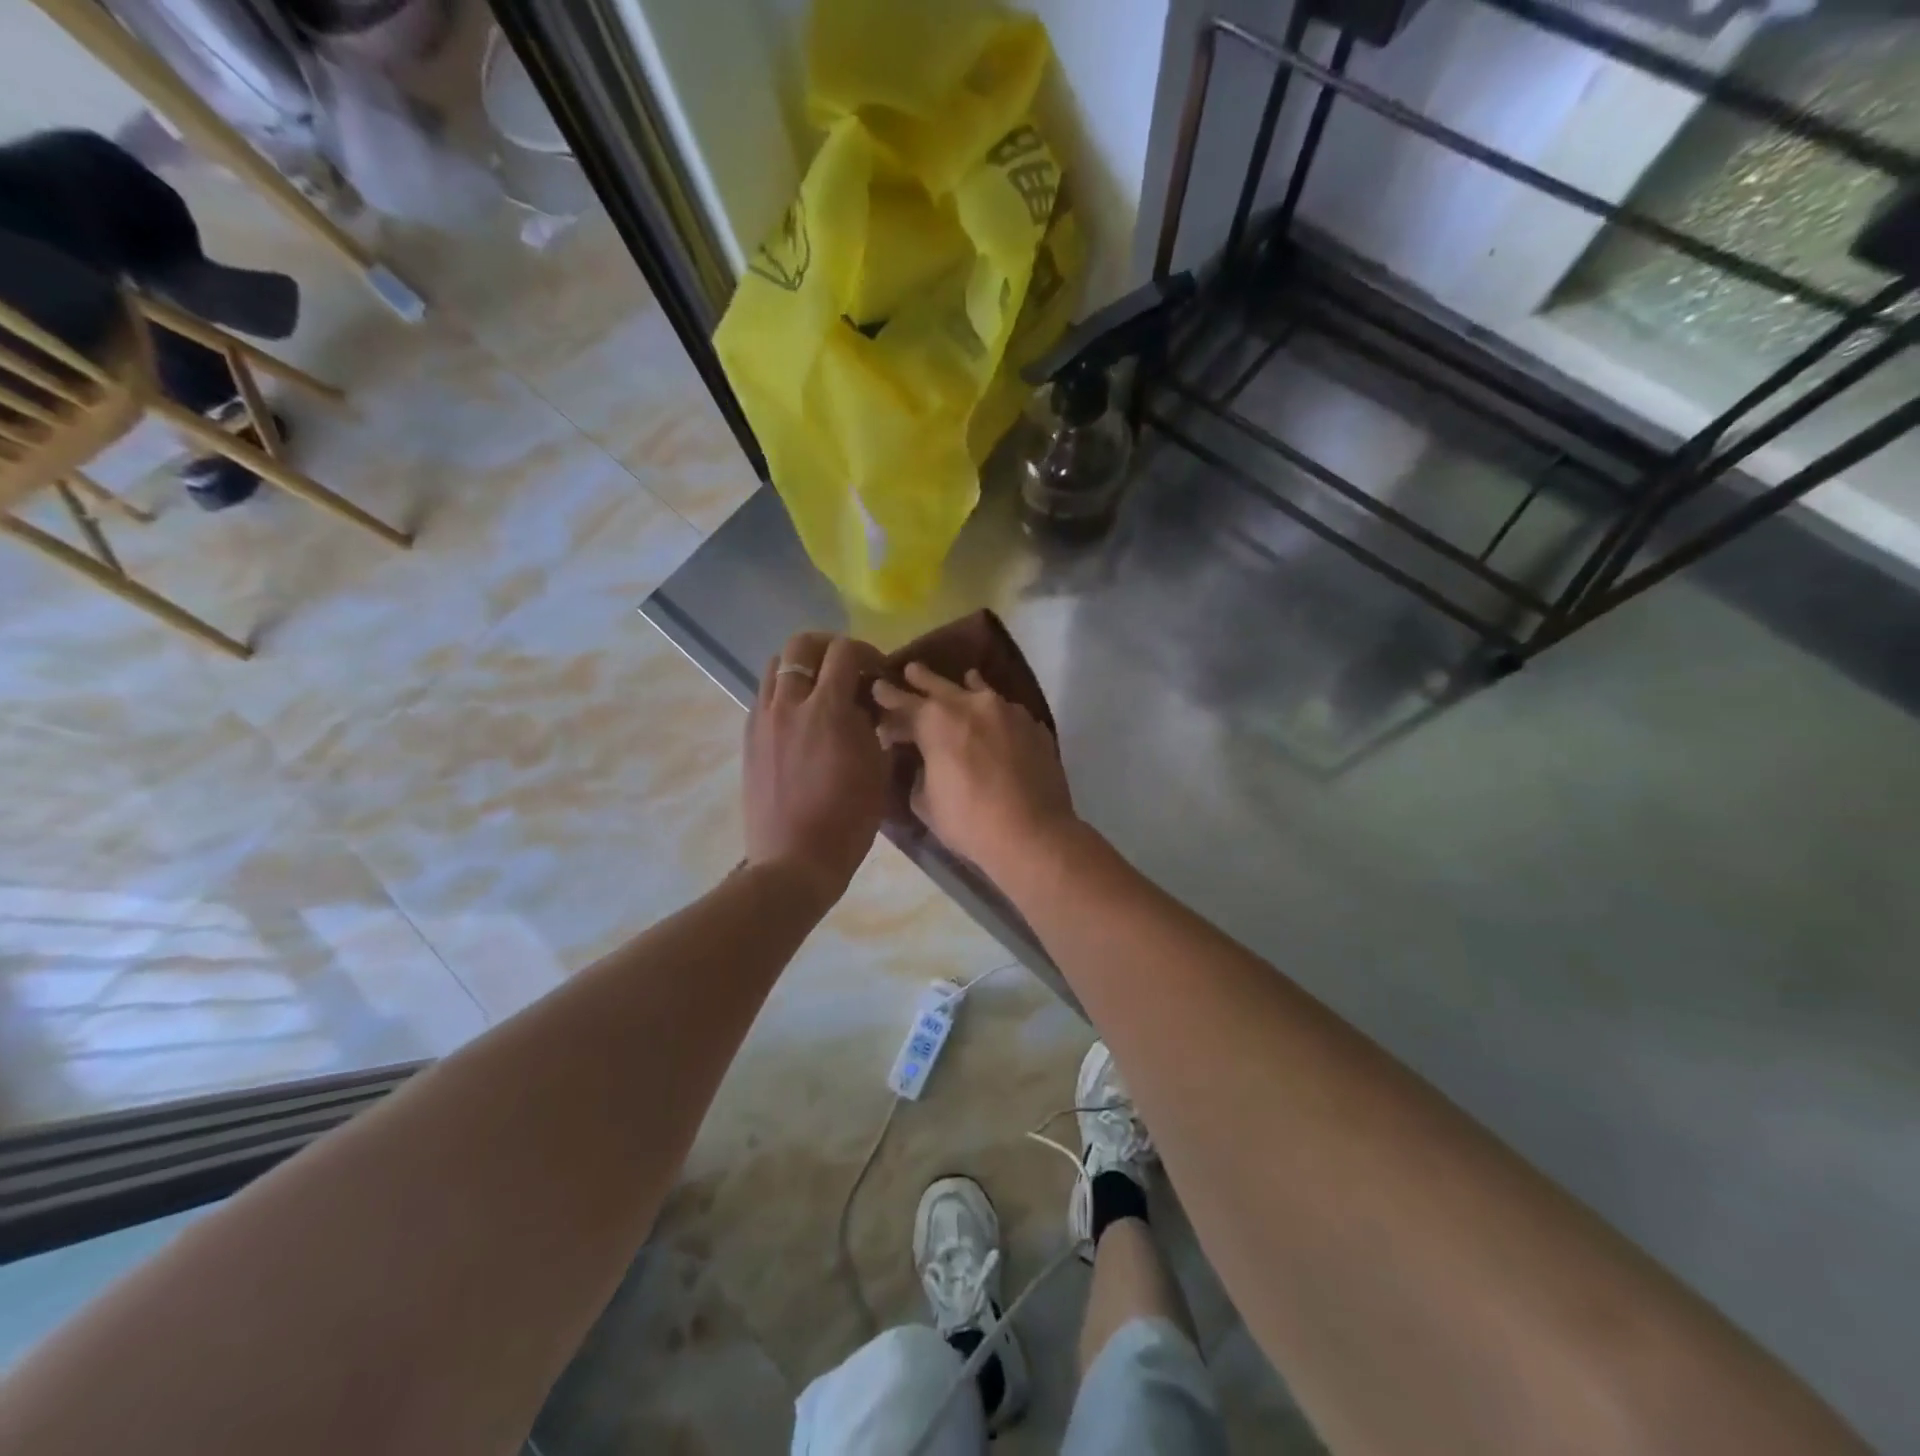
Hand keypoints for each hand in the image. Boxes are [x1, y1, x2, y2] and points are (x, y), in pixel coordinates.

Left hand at [744, 632, 888, 902]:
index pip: (844, 651)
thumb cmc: (848, 819)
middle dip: (828, 647)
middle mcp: (788, 704)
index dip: (867, 652)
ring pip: (775, 666)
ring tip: (820, 690)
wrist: (795, 860)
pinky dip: (784, 693)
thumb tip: (866, 705)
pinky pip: (764, 696)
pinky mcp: (749, 738)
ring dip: (801, 667)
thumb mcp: (877, 768)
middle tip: (847, 667)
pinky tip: (800, 718)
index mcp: (826, 709)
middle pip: (800, 645)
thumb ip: (873, 726)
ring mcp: (762, 719)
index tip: (878, 671)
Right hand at [871, 662, 1076, 879]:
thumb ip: (919, 772)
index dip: (887, 697)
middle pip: (940, 684)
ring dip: (965, 685)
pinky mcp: (1034, 726)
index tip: (876, 688)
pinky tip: (996, 718)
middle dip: (921, 678)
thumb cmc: (969, 821)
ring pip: (980, 690)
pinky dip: (995, 711)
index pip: (904, 702)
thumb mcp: (925, 801)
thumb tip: (923, 761)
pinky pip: (1007, 710)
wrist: (1032, 834)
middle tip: (910, 669)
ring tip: (964, 678)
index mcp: (937, 720)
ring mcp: (1008, 711)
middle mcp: (972, 704)